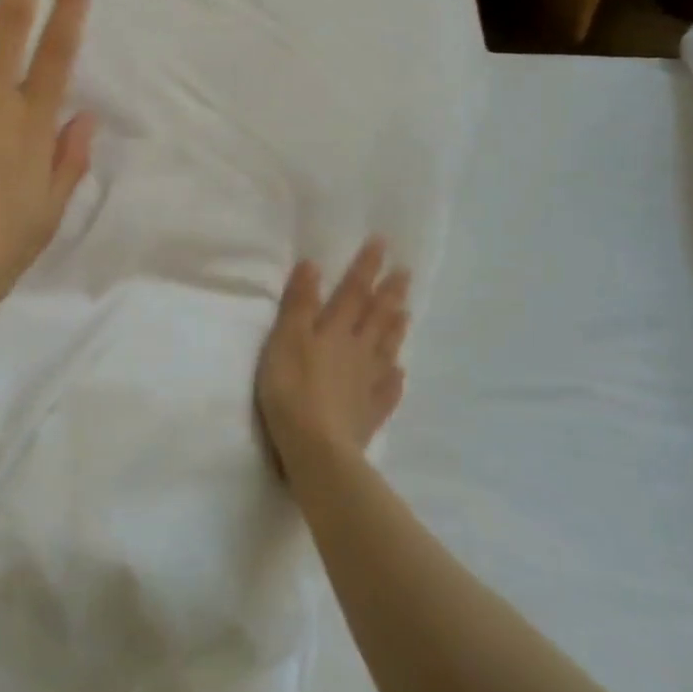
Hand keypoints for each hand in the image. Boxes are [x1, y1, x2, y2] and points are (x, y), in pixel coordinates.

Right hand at [256, 239, 410, 479]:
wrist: (317, 447)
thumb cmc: (292, 389)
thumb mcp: (285, 339)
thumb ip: (300, 303)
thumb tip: (314, 265)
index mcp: (335, 330)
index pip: (353, 292)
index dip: (366, 267)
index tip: (382, 243)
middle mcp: (357, 351)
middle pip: (377, 317)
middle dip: (389, 293)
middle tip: (406, 272)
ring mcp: (367, 383)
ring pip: (386, 348)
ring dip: (396, 328)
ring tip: (406, 311)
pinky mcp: (369, 412)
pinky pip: (388, 390)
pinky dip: (395, 377)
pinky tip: (400, 372)